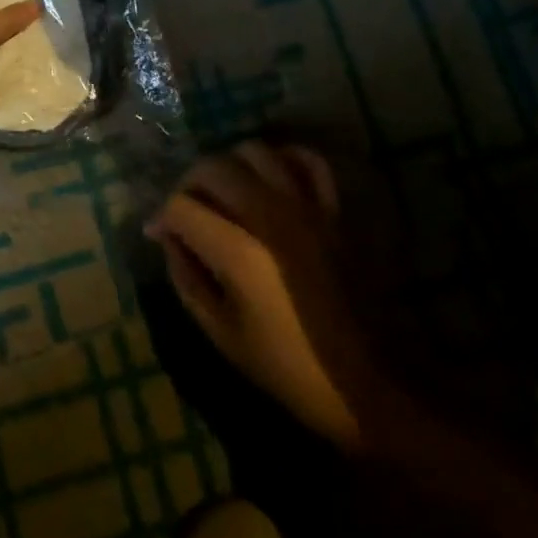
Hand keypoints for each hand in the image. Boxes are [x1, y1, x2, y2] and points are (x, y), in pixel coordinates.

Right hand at [145, 141, 393, 451]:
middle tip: (187, 211)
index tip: (159, 234)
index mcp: (239, 251)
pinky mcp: (337, 210)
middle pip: (212, 168)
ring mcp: (308, 207)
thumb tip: (167, 237)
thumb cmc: (294, 368)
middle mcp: (270, 215)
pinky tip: (271, 178)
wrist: (378, 385)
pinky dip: (284, 159)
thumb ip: (186, 277)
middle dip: (188, 185)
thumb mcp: (223, 334)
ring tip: (226, 192)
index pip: (180, 206)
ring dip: (230, 166)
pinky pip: (308, 160)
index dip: (162, 217)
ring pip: (255, 152)